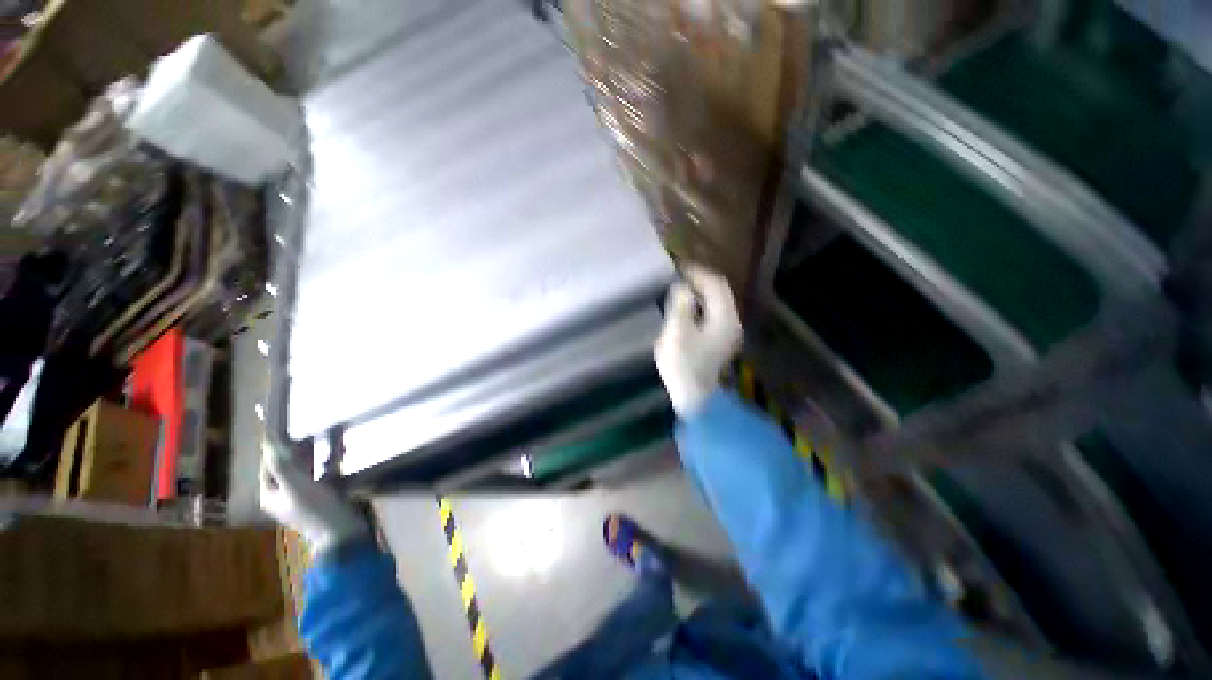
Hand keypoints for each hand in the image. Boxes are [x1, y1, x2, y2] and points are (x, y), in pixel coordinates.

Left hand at [260, 440, 368, 554]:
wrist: (342, 531)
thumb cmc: (315, 508)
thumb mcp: (296, 484)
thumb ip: (281, 464)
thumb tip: (267, 440)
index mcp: (271, 495)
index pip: (268, 465)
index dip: (275, 449)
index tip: (290, 430)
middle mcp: (283, 496)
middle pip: (287, 467)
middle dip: (298, 450)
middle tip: (312, 432)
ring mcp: (303, 497)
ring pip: (306, 469)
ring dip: (316, 455)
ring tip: (329, 439)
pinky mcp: (322, 497)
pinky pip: (322, 475)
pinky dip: (329, 464)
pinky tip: (340, 455)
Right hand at [654, 265, 742, 416]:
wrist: (694, 395)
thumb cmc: (683, 363)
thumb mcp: (677, 331)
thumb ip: (680, 304)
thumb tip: (682, 286)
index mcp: (724, 318)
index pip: (716, 285)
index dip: (698, 273)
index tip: (679, 268)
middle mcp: (731, 322)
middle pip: (719, 293)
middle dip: (699, 282)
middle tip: (678, 277)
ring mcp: (727, 333)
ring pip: (716, 303)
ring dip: (700, 293)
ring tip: (680, 289)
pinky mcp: (720, 341)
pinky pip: (712, 314)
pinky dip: (700, 306)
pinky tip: (686, 309)